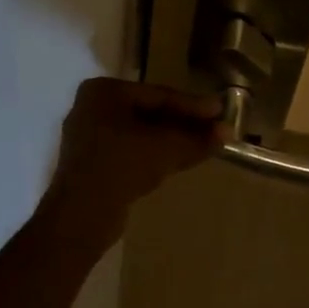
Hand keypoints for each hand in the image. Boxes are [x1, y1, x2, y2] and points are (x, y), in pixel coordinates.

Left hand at [38, 78, 224, 244]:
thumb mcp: (166, 148)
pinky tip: (178, 160)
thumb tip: (227, 132)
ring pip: (141, 133)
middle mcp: (92, 107)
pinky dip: (154, 153)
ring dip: (172, 140)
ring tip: (203, 145)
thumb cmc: (122, 166)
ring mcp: (88, 136)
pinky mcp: (91, 163)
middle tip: (215, 129)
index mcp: (103, 91)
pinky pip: (130, 150)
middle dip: (184, 123)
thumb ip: (197, 138)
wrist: (81, 216)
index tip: (221, 111)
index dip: (193, 105)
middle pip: (149, 112)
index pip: (158, 94)